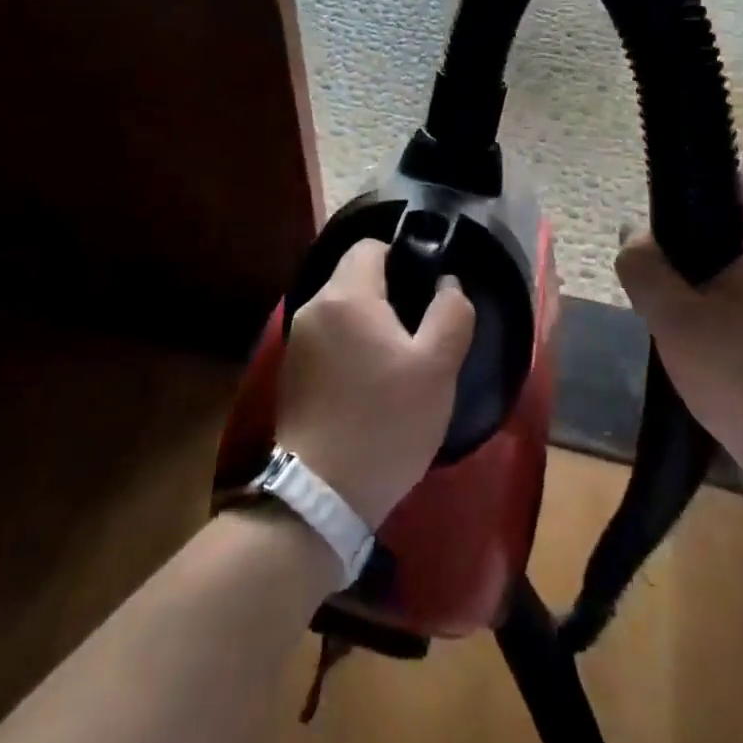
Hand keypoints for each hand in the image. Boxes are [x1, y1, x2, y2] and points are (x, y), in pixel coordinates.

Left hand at [276, 240, 476, 529]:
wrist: (321, 497)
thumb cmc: (386, 423)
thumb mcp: (437, 368)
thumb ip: (451, 312)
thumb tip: (447, 282)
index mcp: (346, 295)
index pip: (370, 245)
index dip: (403, 256)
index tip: (425, 289)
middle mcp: (313, 307)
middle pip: (353, 274)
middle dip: (387, 291)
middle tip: (418, 328)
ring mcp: (296, 340)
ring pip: (340, 307)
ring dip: (368, 320)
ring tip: (397, 357)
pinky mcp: (291, 371)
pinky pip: (327, 335)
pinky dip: (349, 343)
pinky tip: (369, 380)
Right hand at [615, 170, 742, 496]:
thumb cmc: (739, 375)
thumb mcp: (673, 319)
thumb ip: (644, 269)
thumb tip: (631, 235)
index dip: (708, 179)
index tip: (669, 204)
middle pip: (740, 218)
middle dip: (694, 229)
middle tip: (659, 256)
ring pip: (741, 255)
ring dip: (704, 264)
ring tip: (668, 291)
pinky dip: (719, 291)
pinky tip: (694, 323)